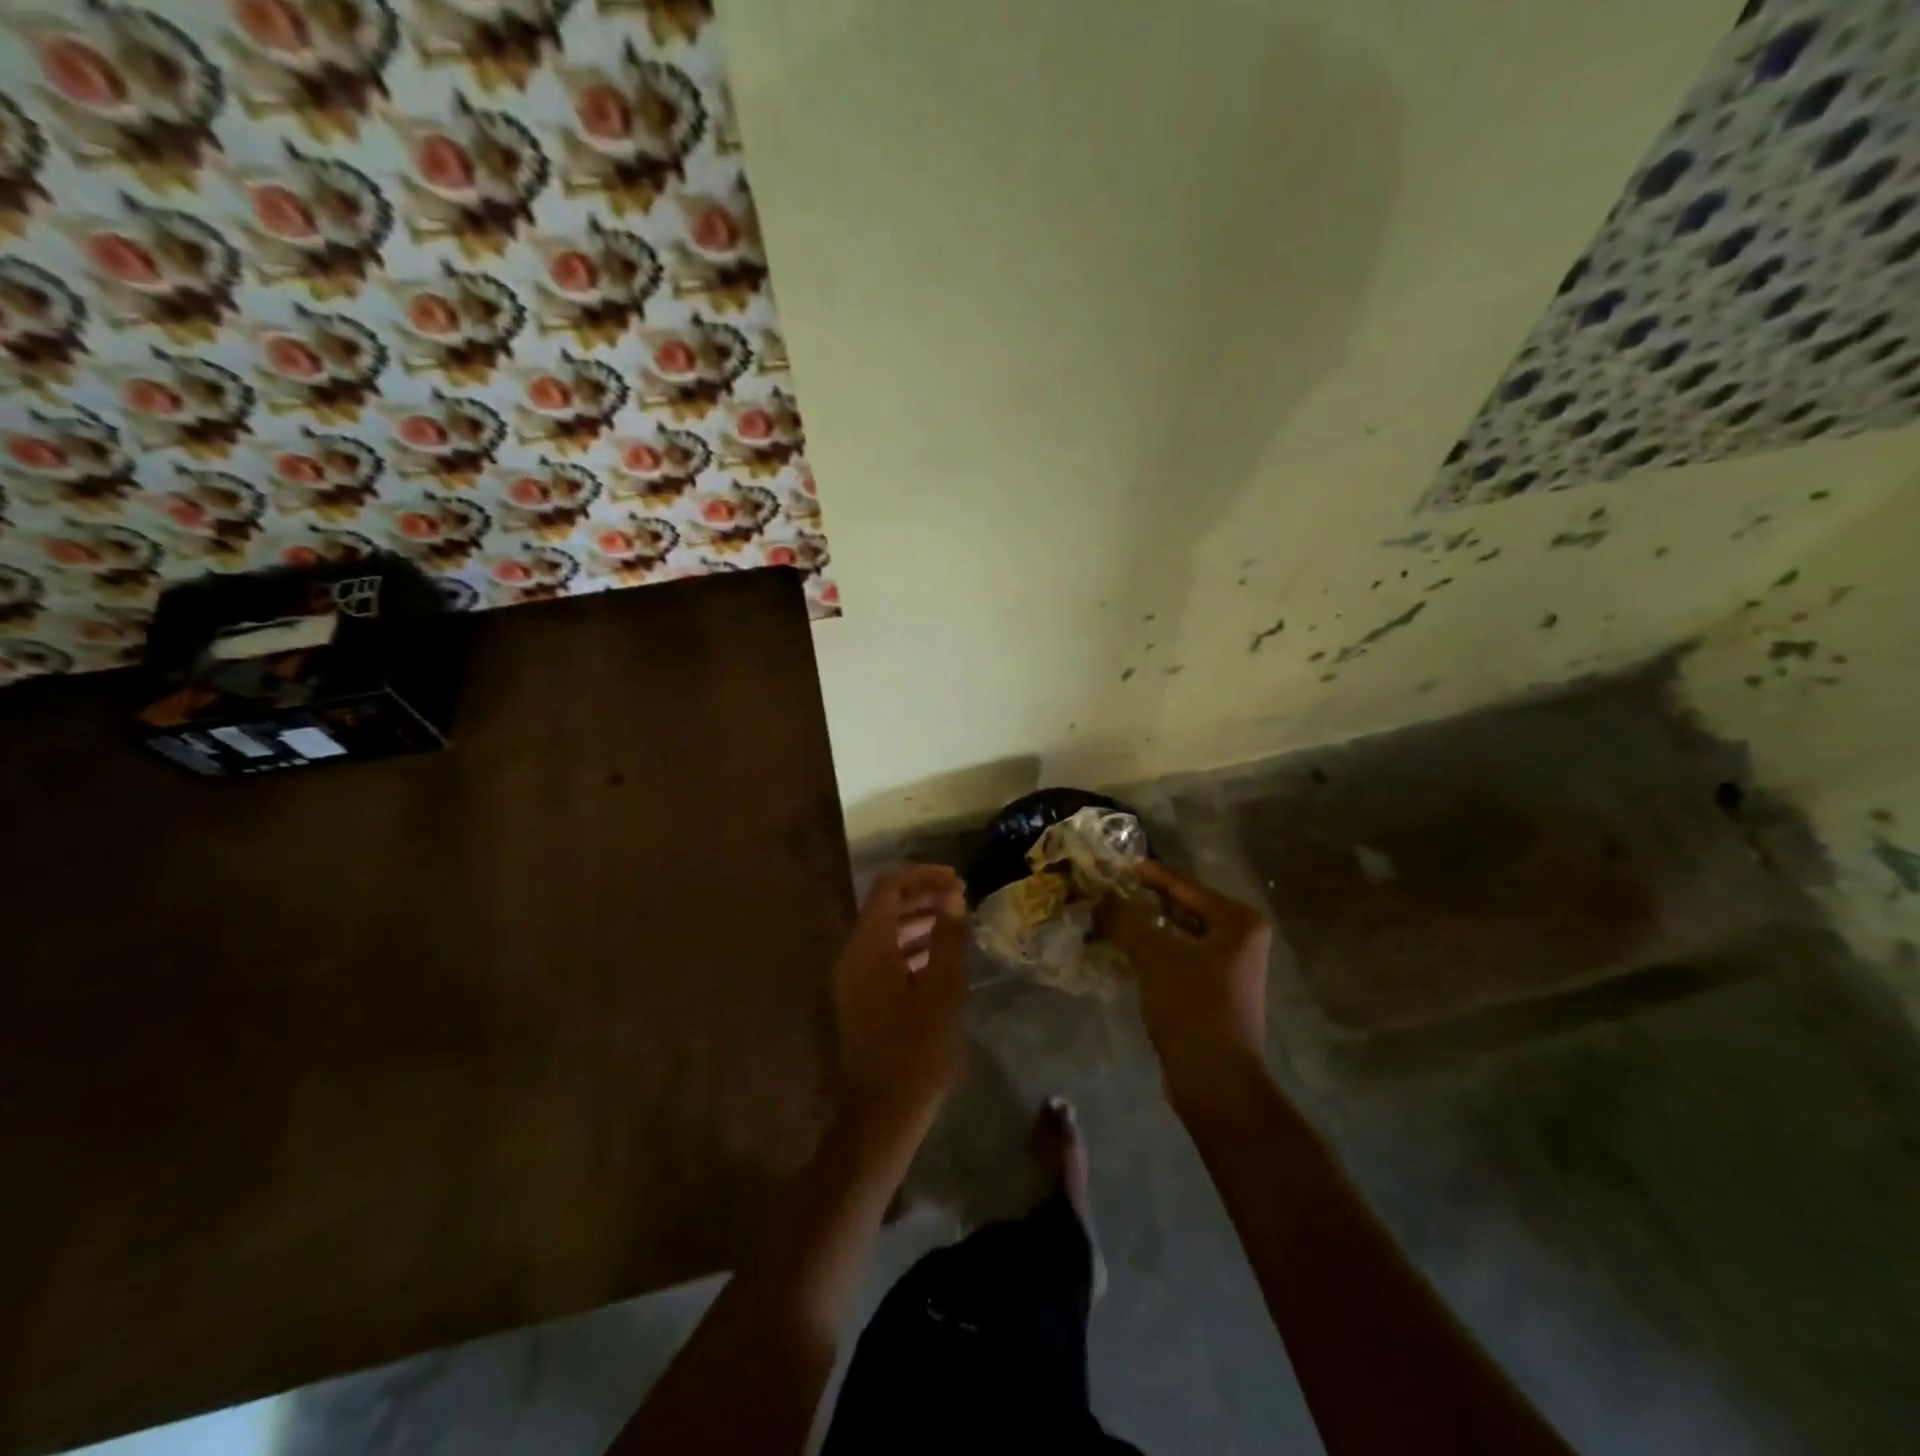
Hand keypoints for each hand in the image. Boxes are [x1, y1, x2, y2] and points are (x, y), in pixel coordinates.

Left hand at [831, 864, 969, 1118]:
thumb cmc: (916, 1050)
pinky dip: (909, 946)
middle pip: (884, 905)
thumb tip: (953, 896)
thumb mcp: (942, 989)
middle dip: (922, 895)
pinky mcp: (859, 997)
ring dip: (917, 920)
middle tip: (961, 898)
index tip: (958, 881)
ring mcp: (853, 977)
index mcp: (868, 945)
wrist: (881, 1114)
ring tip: (955, 923)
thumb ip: (947, 937)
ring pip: (884, 931)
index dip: (923, 875)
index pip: (889, 886)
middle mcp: (853, 953)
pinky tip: (939, 958)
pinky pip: (883, 955)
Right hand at [1100, 861, 1271, 1105]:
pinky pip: (1180, 956)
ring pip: (1180, 933)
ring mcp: (1230, 966)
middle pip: (1183, 907)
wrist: (1215, 1079)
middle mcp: (1240, 937)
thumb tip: (1099, 894)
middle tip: (1108, 889)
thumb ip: (1125, 918)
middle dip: (1144, 900)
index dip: (1148, 874)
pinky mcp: (1216, 990)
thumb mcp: (1153, 955)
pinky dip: (1154, 949)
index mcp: (1237, 921)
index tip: (1115, 863)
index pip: (1184, 884)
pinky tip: (1125, 948)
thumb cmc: (1191, 1007)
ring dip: (1147, 926)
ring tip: (1110, 915)